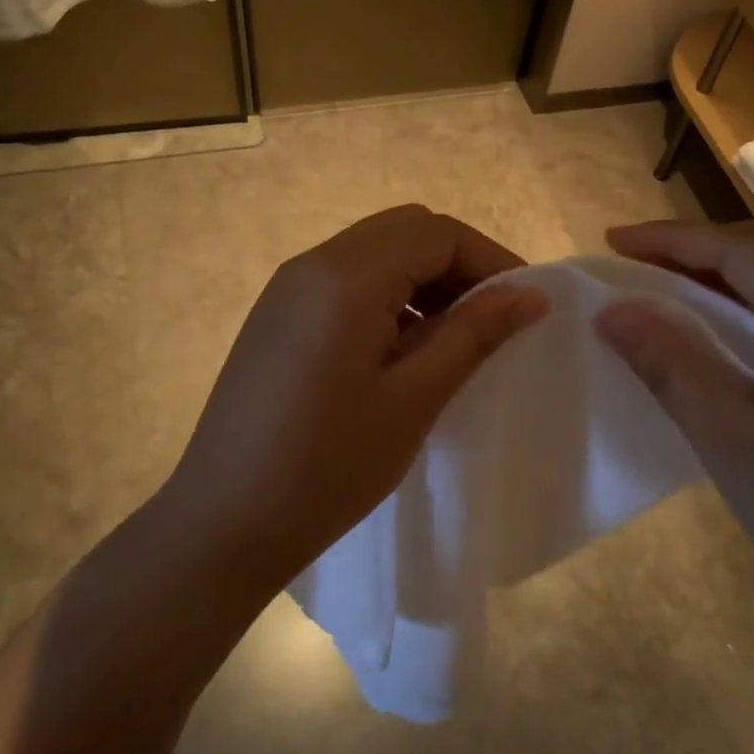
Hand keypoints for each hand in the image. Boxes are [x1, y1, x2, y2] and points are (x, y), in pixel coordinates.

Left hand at [160, 206, 547, 583]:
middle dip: (457, 263)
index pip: (436, 233)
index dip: (490, 259)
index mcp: (346, 277)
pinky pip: (344, 282)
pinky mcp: (275, 316)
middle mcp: (311, 265)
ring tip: (452, 338)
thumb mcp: (414, 399)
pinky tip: (400, 349)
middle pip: (404, 231)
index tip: (525, 306)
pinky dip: (386, 296)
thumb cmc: (328, 466)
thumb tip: (530, 294)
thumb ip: (474, 334)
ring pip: (374, 253)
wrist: (223, 521)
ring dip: (422, 279)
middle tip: (492, 318)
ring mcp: (286, 289)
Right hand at [593, 221, 753, 634]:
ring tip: (664, 282)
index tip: (612, 241)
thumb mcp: (728, 438)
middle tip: (633, 259)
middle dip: (698, 246)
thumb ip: (669, 363)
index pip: (746, 251)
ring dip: (727, 271)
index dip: (673, 239)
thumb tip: (611, 311)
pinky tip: (721, 325)